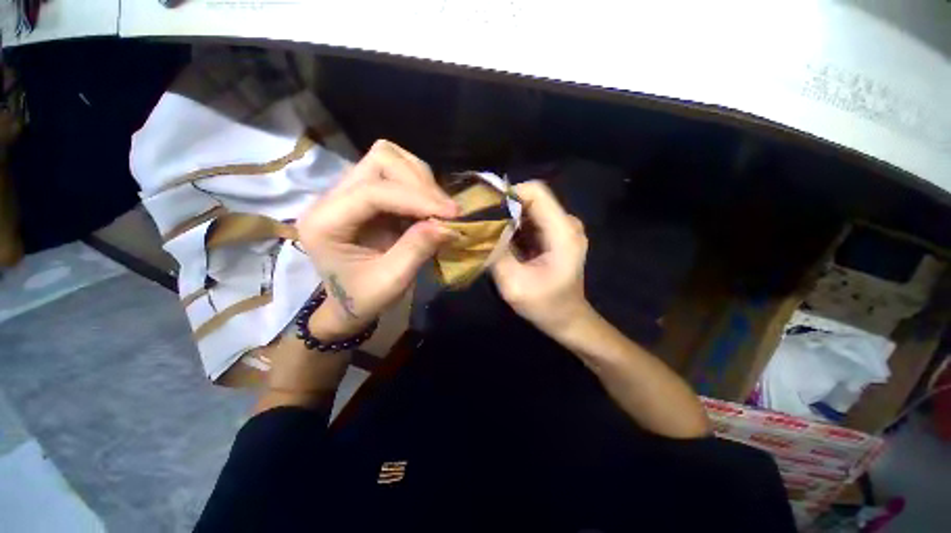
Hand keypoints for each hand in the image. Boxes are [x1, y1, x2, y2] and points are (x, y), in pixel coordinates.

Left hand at [296, 140, 458, 338]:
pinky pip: (398, 172)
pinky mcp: (367, 193)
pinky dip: (420, 185)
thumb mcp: (391, 282)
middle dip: (420, 182)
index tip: (452, 213)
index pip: (372, 191)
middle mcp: (332, 197)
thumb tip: (449, 225)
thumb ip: (417, 249)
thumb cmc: (363, 298)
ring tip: (439, 208)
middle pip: (380, 160)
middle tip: (445, 211)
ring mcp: (350, 191)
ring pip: (390, 158)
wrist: (349, 301)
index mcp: (326, 223)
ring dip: (421, 180)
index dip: (416, 198)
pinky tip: (430, 207)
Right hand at [491, 181, 590, 335]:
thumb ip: (497, 253)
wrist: (567, 319)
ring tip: (487, 230)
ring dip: (507, 216)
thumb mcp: (513, 284)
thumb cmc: (544, 306)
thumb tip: (478, 227)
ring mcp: (562, 227)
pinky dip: (514, 225)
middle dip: (504, 206)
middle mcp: (567, 223)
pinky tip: (501, 239)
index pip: (535, 192)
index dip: (508, 193)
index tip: (484, 209)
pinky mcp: (555, 234)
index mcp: (563, 232)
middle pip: (531, 197)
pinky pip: (531, 219)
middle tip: (480, 221)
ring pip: (529, 207)